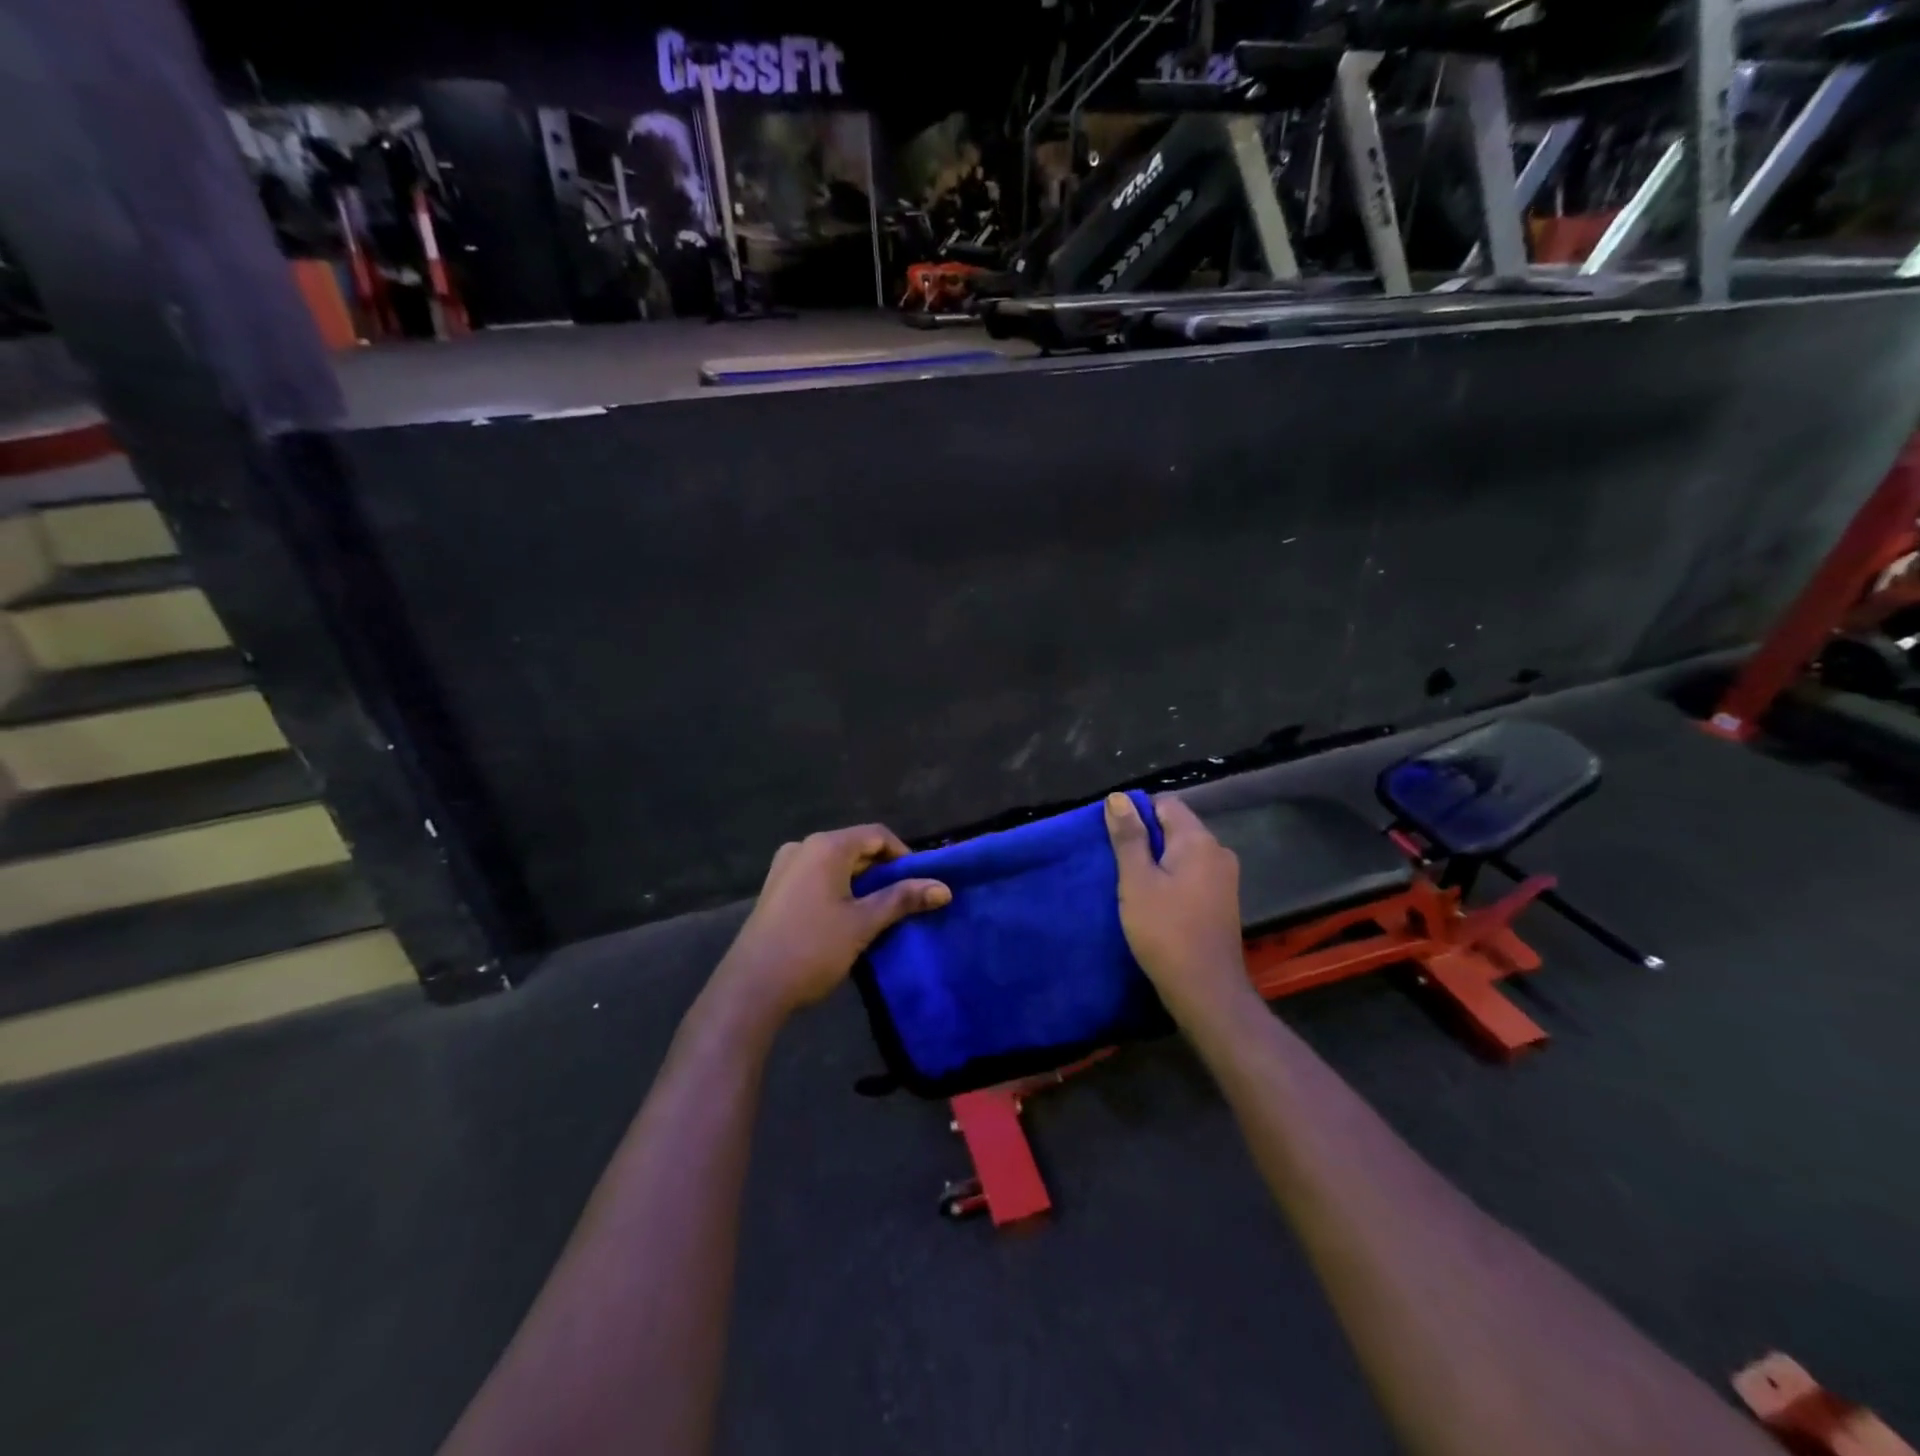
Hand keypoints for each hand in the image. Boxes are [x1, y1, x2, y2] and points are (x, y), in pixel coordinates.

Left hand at [717, 824, 950, 1020]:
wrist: (752, 987)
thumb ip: (903, 899)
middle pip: (856, 846)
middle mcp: (804, 846)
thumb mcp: (864, 923)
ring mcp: (785, 867)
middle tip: (904, 900)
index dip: (904, 855)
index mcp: (826, 846)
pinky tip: (846, 916)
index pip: (877, 835)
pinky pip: (817, 876)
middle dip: (883, 870)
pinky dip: (838, 888)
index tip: (921, 882)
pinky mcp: (776, 888)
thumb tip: (944, 888)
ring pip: (836, 864)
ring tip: (879, 910)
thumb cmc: (813, 948)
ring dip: (861, 881)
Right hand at [1105, 793, 1249, 1017]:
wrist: (1205, 990)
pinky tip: (1152, 900)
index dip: (1136, 814)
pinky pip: (1191, 874)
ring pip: (1182, 853)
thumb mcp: (1136, 881)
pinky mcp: (1222, 901)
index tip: (1113, 838)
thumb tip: (1118, 798)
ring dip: (1156, 861)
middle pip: (1175, 827)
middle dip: (1144, 838)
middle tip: (1115, 862)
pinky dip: (1170, 878)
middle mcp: (1218, 852)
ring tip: (1130, 882)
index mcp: (1199, 841)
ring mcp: (1224, 878)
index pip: (1165, 804)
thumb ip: (1128, 837)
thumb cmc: (1165, 931)